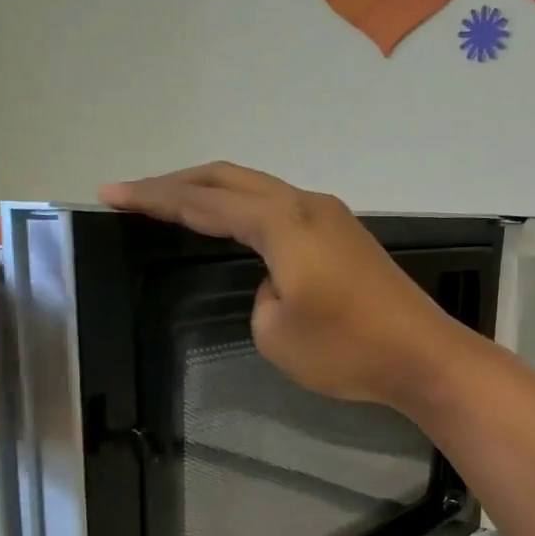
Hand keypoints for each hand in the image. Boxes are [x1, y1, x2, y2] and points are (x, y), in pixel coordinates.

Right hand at [100, 164, 473, 410]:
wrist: (423, 356)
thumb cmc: (348, 350)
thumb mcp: (277, 334)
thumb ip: (261, 297)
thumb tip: (276, 283)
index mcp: (282, 224)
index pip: (205, 202)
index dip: (155, 197)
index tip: (112, 195)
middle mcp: (306, 206)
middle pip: (231, 179)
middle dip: (180, 184)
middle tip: (136, 193)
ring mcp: (333, 218)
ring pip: (261, 189)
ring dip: (217, 193)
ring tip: (179, 204)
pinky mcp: (348, 237)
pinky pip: (285, 209)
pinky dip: (250, 210)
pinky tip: (239, 225)